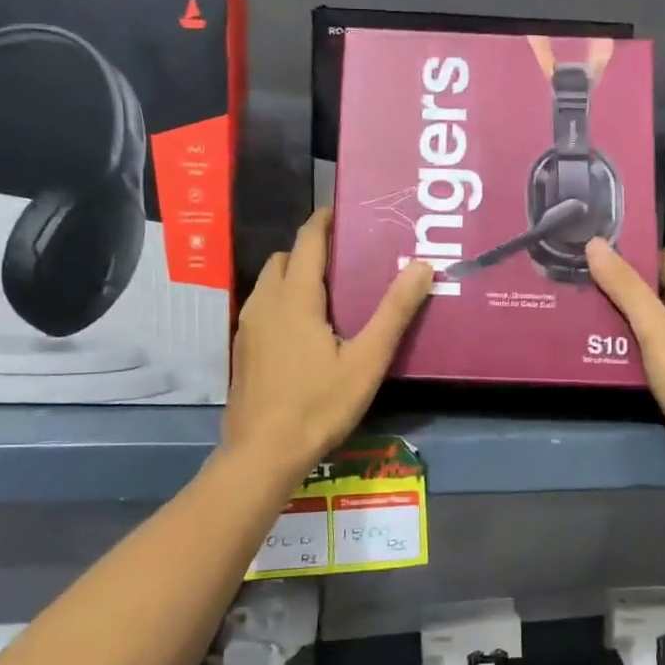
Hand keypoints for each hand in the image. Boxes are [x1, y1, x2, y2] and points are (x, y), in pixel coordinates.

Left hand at [221, 210, 432, 481]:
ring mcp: (248, 326)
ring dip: (294, 276)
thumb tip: (422, 265)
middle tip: (346, 259)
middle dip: (310, 249)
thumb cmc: (319, 405)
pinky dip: (283, 300)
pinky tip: (306, 329)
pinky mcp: (243, 348)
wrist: (263, 453)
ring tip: (330, 292)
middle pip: (285, 258)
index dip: (325, 221)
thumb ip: (394, 312)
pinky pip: (263, 306)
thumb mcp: (367, 361)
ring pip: (270, 282)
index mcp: (295, 297)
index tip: (346, 211)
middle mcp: (265, 302)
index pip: (307, 240)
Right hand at [586, 239, 664, 467]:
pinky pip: (656, 348)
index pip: (662, 260)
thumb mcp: (653, 327)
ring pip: (654, 321)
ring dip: (624, 317)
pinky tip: (609, 351)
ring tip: (585, 313)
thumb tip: (596, 242)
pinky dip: (633, 345)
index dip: (632, 251)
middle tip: (580, 281)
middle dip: (621, 286)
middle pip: (655, 291)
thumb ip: (626, 287)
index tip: (596, 248)